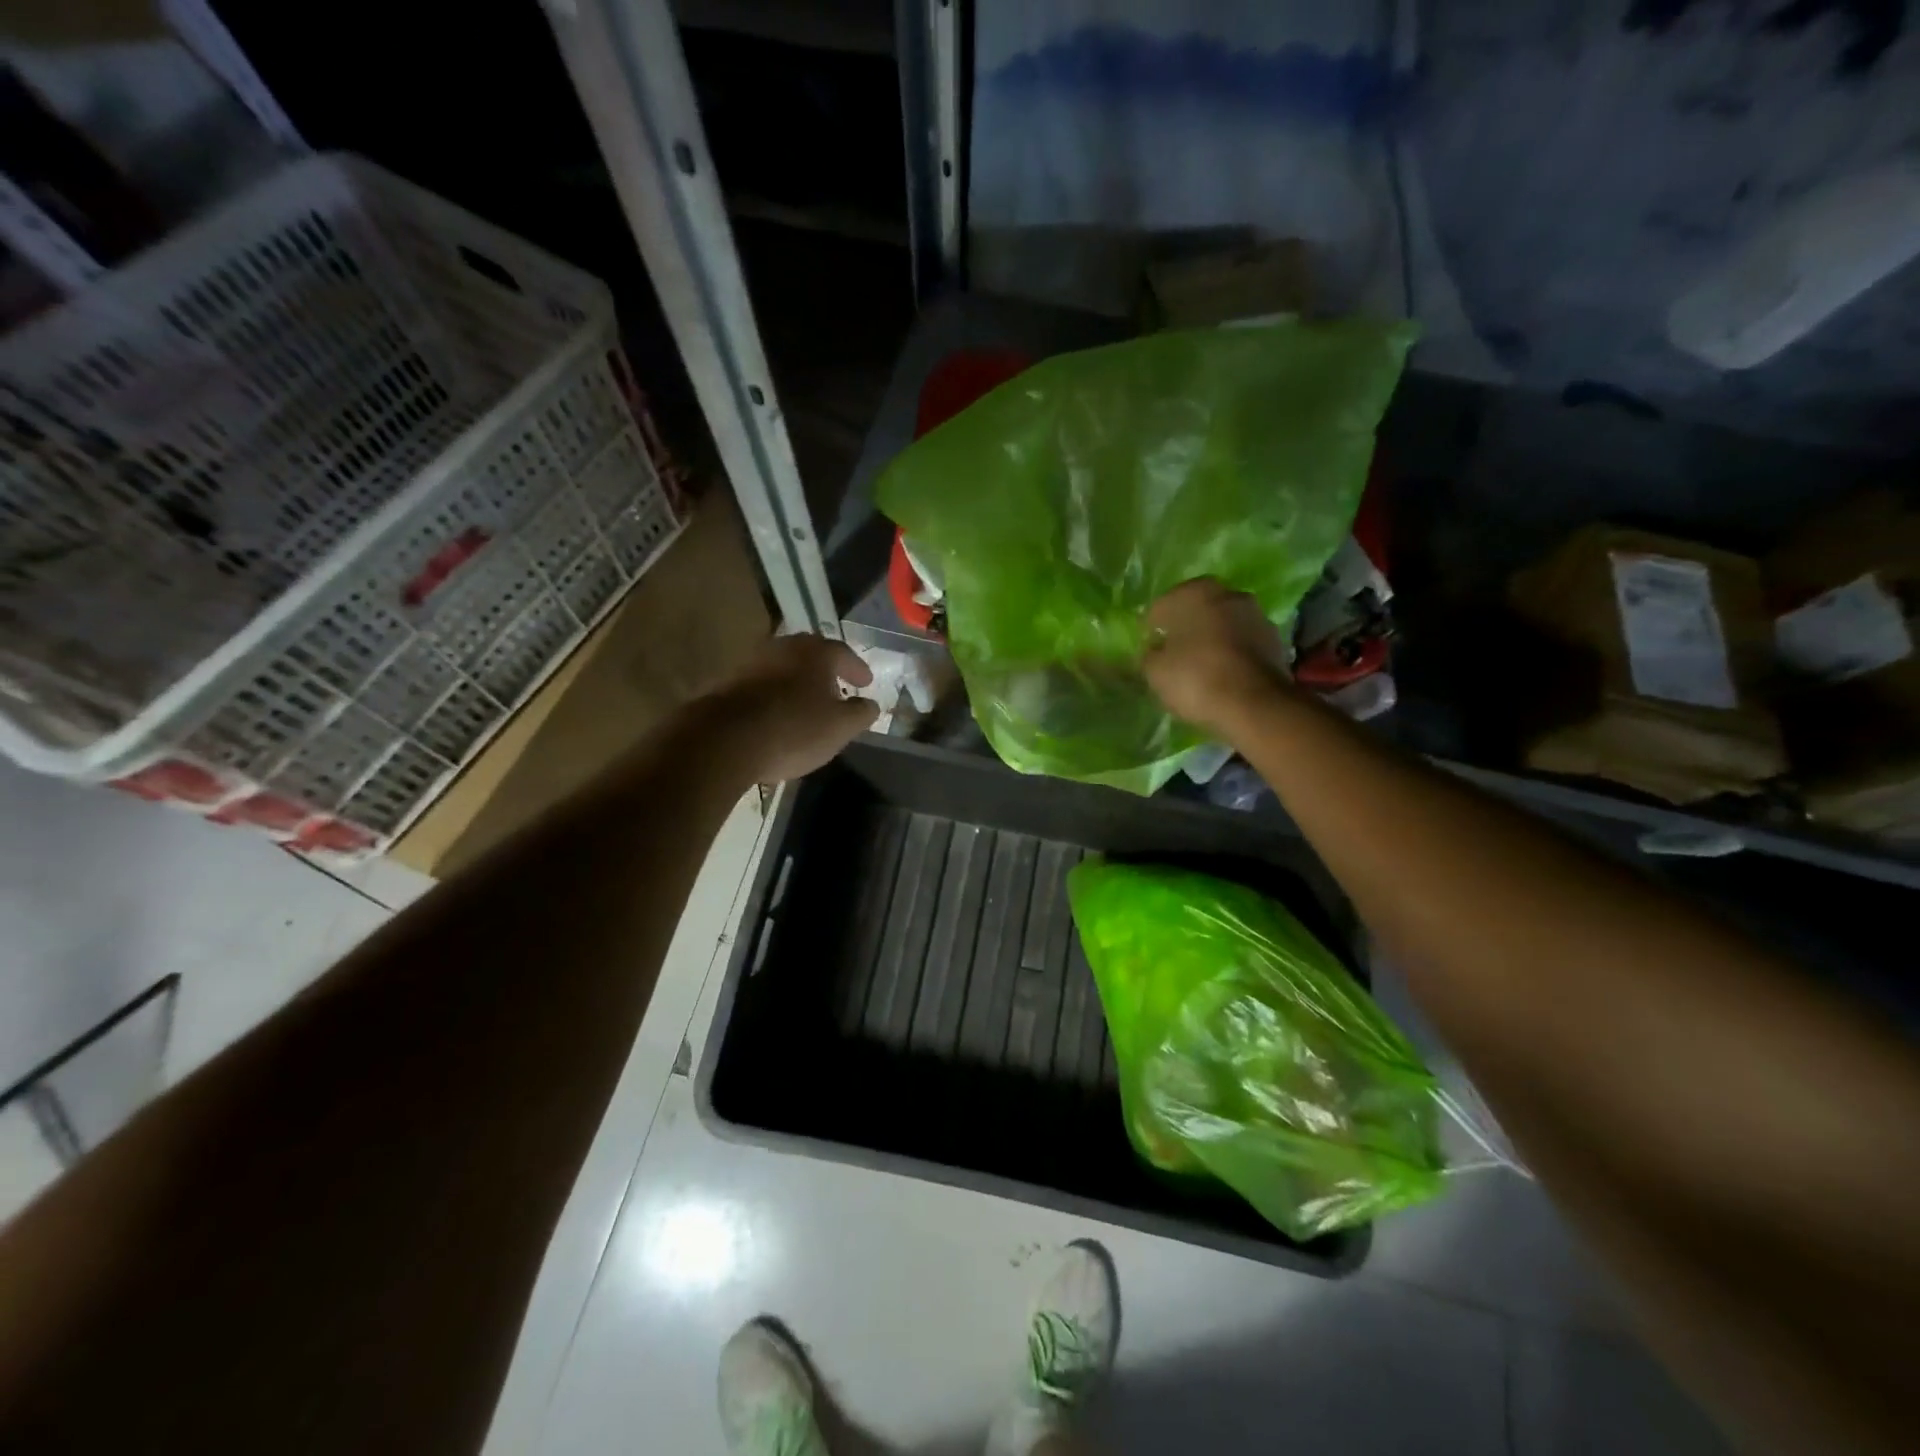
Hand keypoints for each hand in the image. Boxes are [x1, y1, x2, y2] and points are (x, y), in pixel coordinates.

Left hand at [705, 633, 878, 782]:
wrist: (725, 739)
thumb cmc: (794, 728)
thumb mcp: (840, 727)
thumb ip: (861, 713)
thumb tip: (870, 704)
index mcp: (815, 652)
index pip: (844, 653)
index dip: (857, 669)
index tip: (865, 683)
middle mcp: (783, 647)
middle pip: (810, 655)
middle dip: (825, 672)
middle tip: (837, 688)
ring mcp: (751, 662)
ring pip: (783, 668)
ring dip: (797, 683)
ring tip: (807, 703)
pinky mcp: (727, 683)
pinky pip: (761, 685)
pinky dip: (775, 695)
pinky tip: (778, 715)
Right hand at [1142, 579, 1292, 736]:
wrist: (1256, 705)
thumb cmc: (1196, 678)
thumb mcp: (1154, 671)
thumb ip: (1148, 655)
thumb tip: (1154, 651)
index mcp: (1194, 592)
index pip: (1161, 608)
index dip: (1152, 631)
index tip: (1150, 652)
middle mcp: (1228, 593)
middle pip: (1196, 611)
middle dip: (1185, 630)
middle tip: (1174, 658)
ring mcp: (1256, 615)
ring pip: (1222, 626)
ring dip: (1212, 640)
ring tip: (1201, 670)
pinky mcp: (1275, 640)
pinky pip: (1242, 644)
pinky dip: (1232, 655)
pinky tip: (1224, 676)